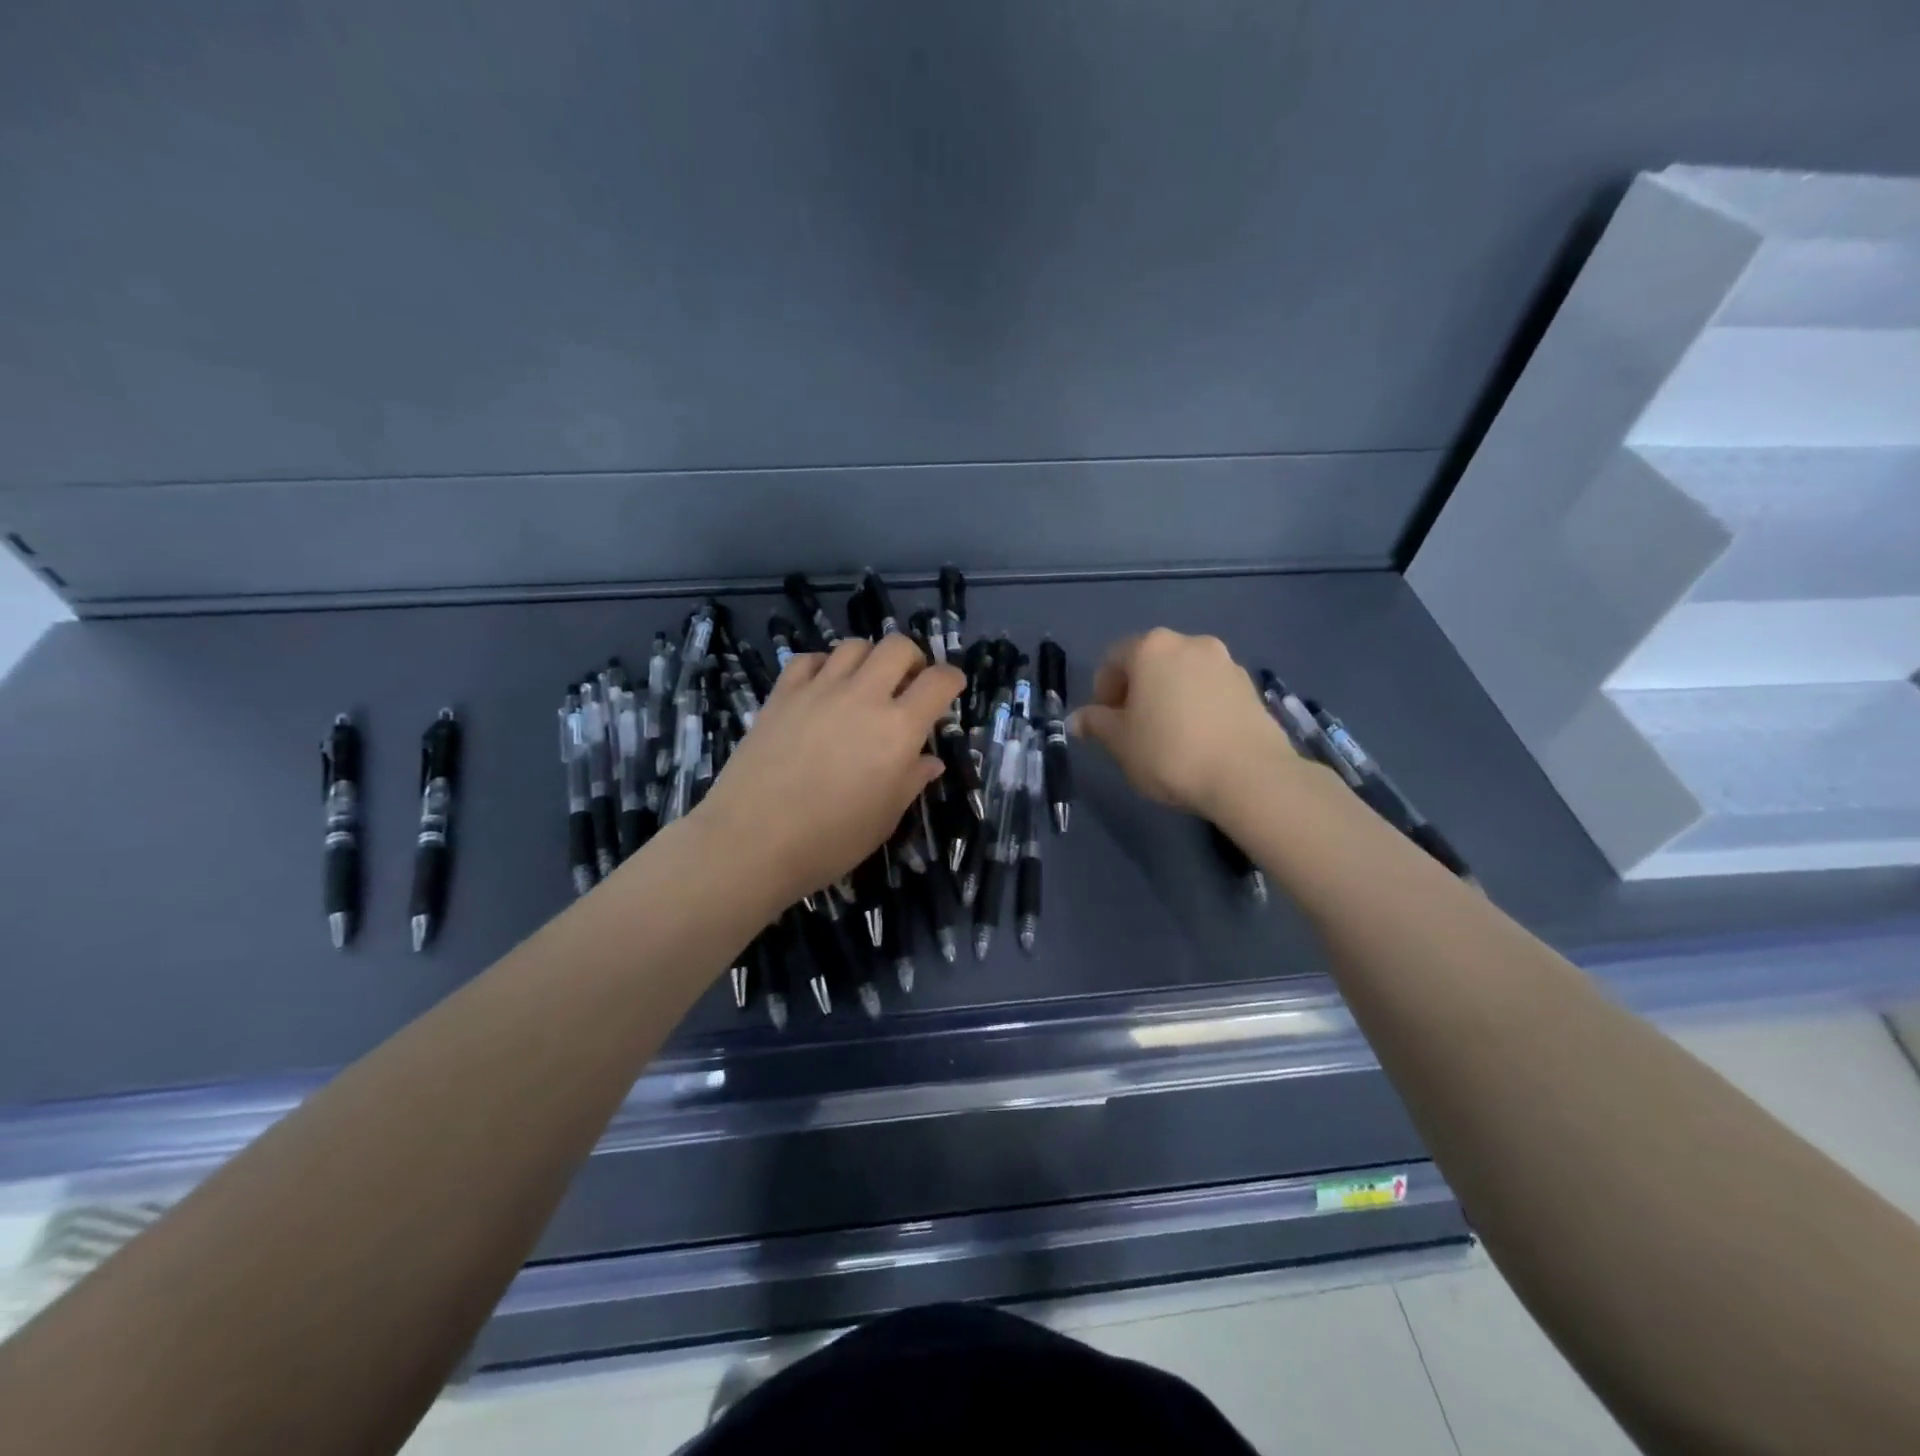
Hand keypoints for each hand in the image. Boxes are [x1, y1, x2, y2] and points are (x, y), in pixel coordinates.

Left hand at [693, 634, 963, 911]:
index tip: (952, 688)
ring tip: (866, 684)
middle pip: (898, 647)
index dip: (952, 679)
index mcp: (898, 729)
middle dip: (913, 659)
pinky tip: (823, 686)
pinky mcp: (781, 695)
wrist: (752, 840)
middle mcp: (863, 697)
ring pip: (854, 646)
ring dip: (869, 659)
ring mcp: (818, 690)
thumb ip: (911, 781)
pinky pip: (809, 659)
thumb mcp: (885, 817)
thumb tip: (929, 761)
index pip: (938, 682)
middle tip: (909, 684)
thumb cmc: (830, 840)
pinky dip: (824, 665)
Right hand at [1071, 628, 1292, 819]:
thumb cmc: (1170, 752)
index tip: (1105, 721)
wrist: (1249, 775)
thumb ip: (1096, 724)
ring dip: (1170, 695)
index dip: (1102, 689)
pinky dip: (1199, 705)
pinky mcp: (1251, 686)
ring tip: (1169, 735)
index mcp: (1151, 648)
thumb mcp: (1120, 742)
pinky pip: (1211, 689)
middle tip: (1133, 727)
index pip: (1113, 658)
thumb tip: (1077, 719)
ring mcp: (1226, 662)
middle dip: (1137, 690)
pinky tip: (1199, 738)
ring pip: (1184, 674)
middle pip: (1151, 661)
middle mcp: (1190, 643)